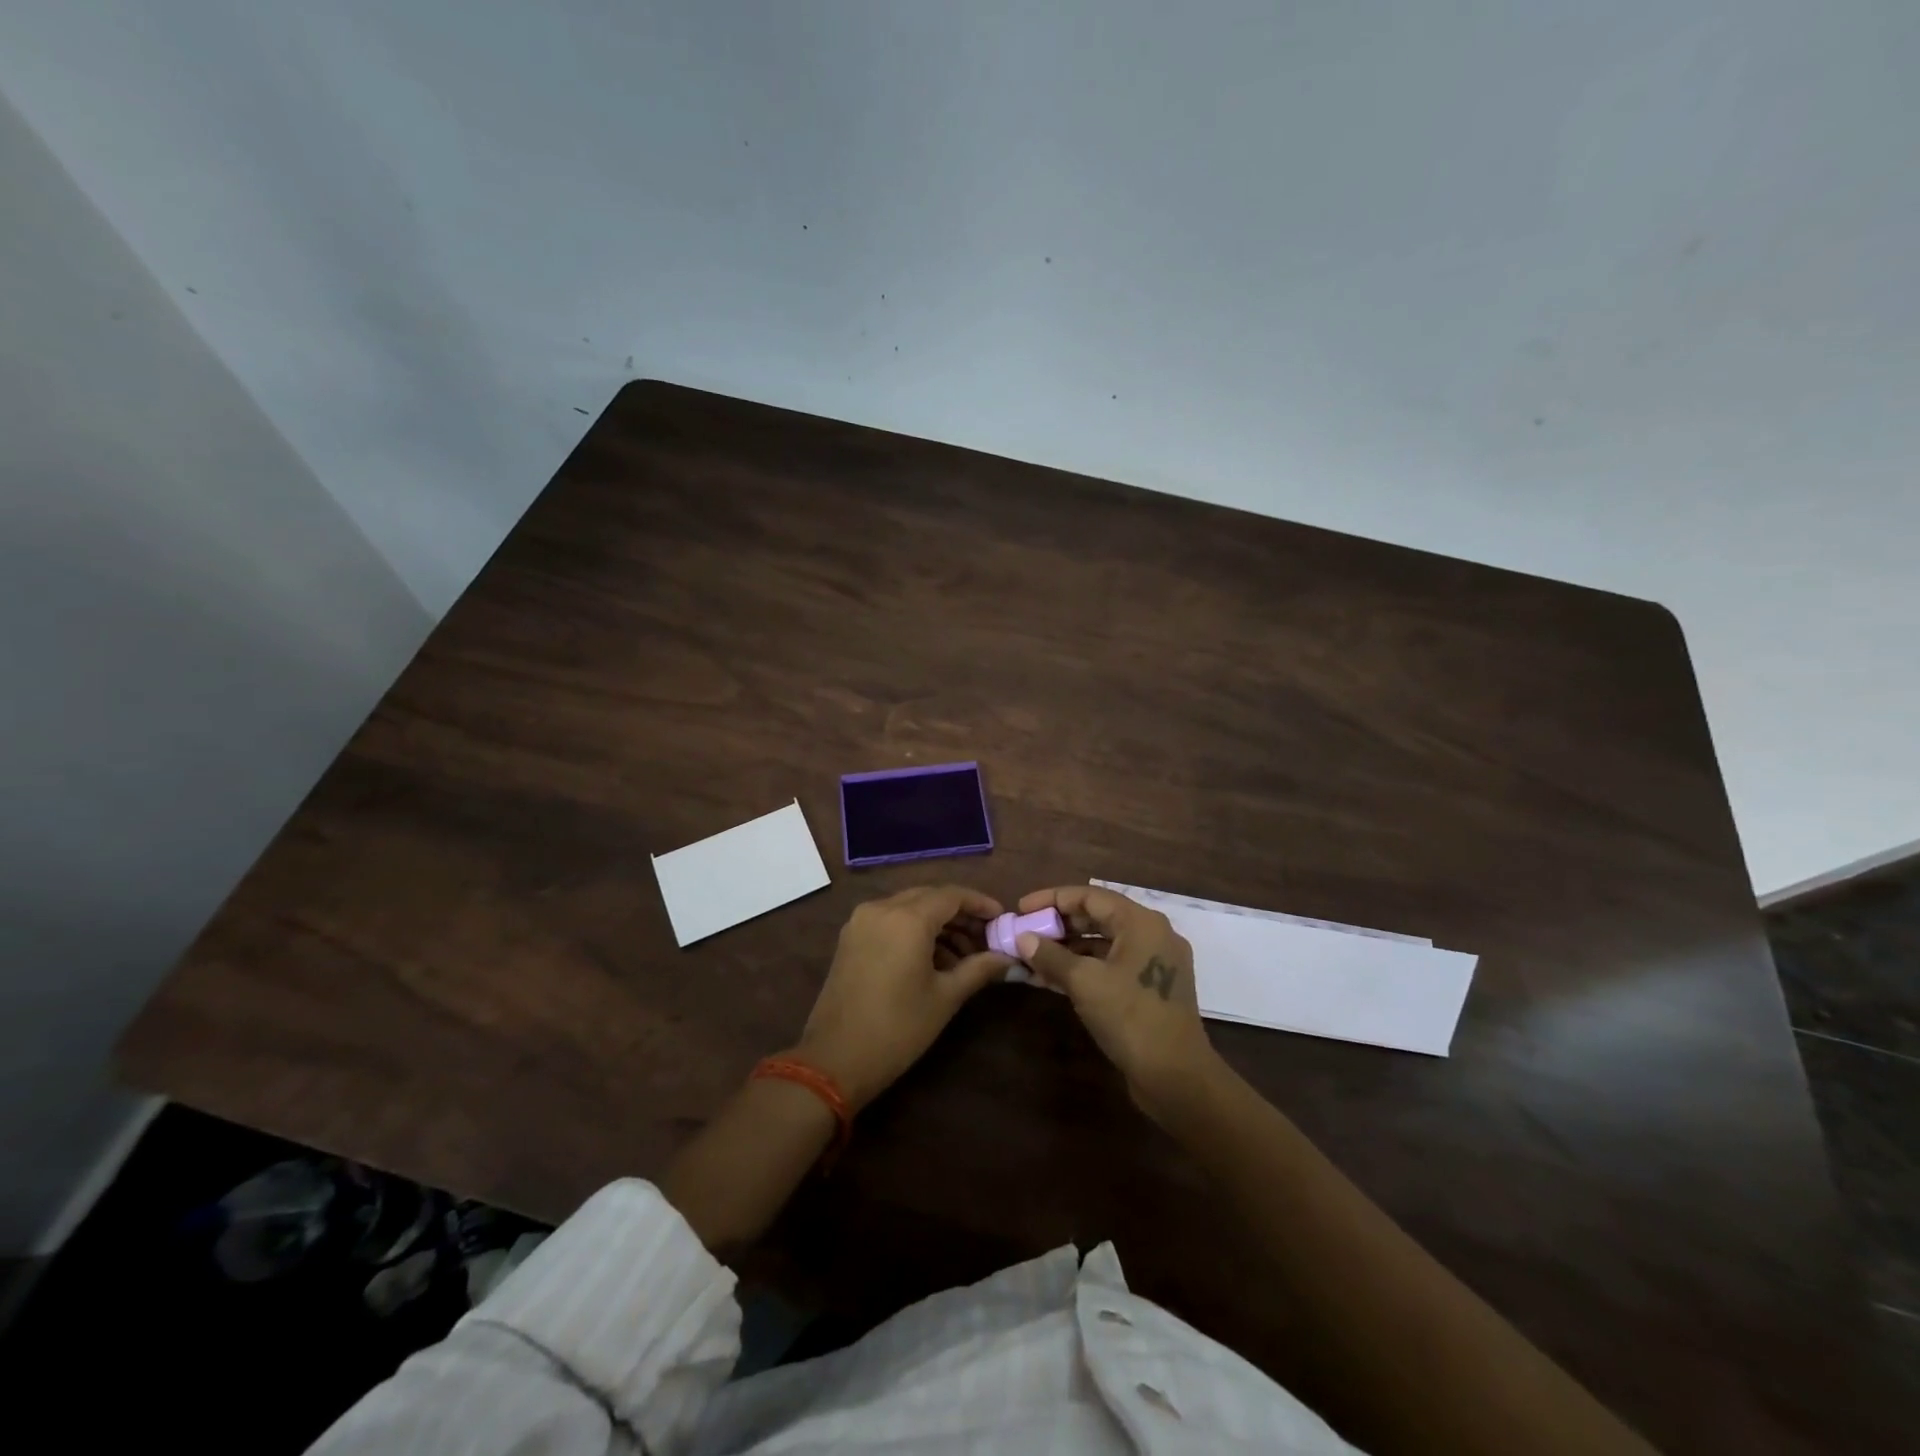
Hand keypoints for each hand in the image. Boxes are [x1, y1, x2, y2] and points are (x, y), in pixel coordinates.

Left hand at [795, 884, 1013, 1110]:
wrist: (835, 1059)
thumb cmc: (898, 1028)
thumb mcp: (945, 997)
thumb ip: (979, 969)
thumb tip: (1009, 958)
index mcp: (907, 918)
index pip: (952, 895)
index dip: (980, 903)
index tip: (1002, 919)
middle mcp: (882, 908)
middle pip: (930, 897)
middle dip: (960, 914)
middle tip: (986, 938)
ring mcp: (861, 922)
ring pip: (909, 908)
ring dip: (937, 923)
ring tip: (964, 956)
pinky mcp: (851, 938)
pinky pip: (890, 921)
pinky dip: (914, 930)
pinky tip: (933, 959)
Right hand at [1014, 884, 1220, 1120]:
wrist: (1176, 1077)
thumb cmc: (1131, 1018)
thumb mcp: (1084, 983)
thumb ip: (1051, 955)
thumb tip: (1022, 938)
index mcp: (1141, 923)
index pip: (1090, 896)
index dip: (1052, 899)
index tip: (1021, 908)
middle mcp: (1152, 935)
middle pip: (1097, 917)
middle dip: (1058, 925)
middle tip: (1024, 932)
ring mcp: (1153, 963)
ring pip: (1102, 943)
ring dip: (1067, 949)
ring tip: (1031, 956)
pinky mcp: (1150, 988)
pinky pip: (1110, 965)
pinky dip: (1082, 968)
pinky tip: (1051, 978)